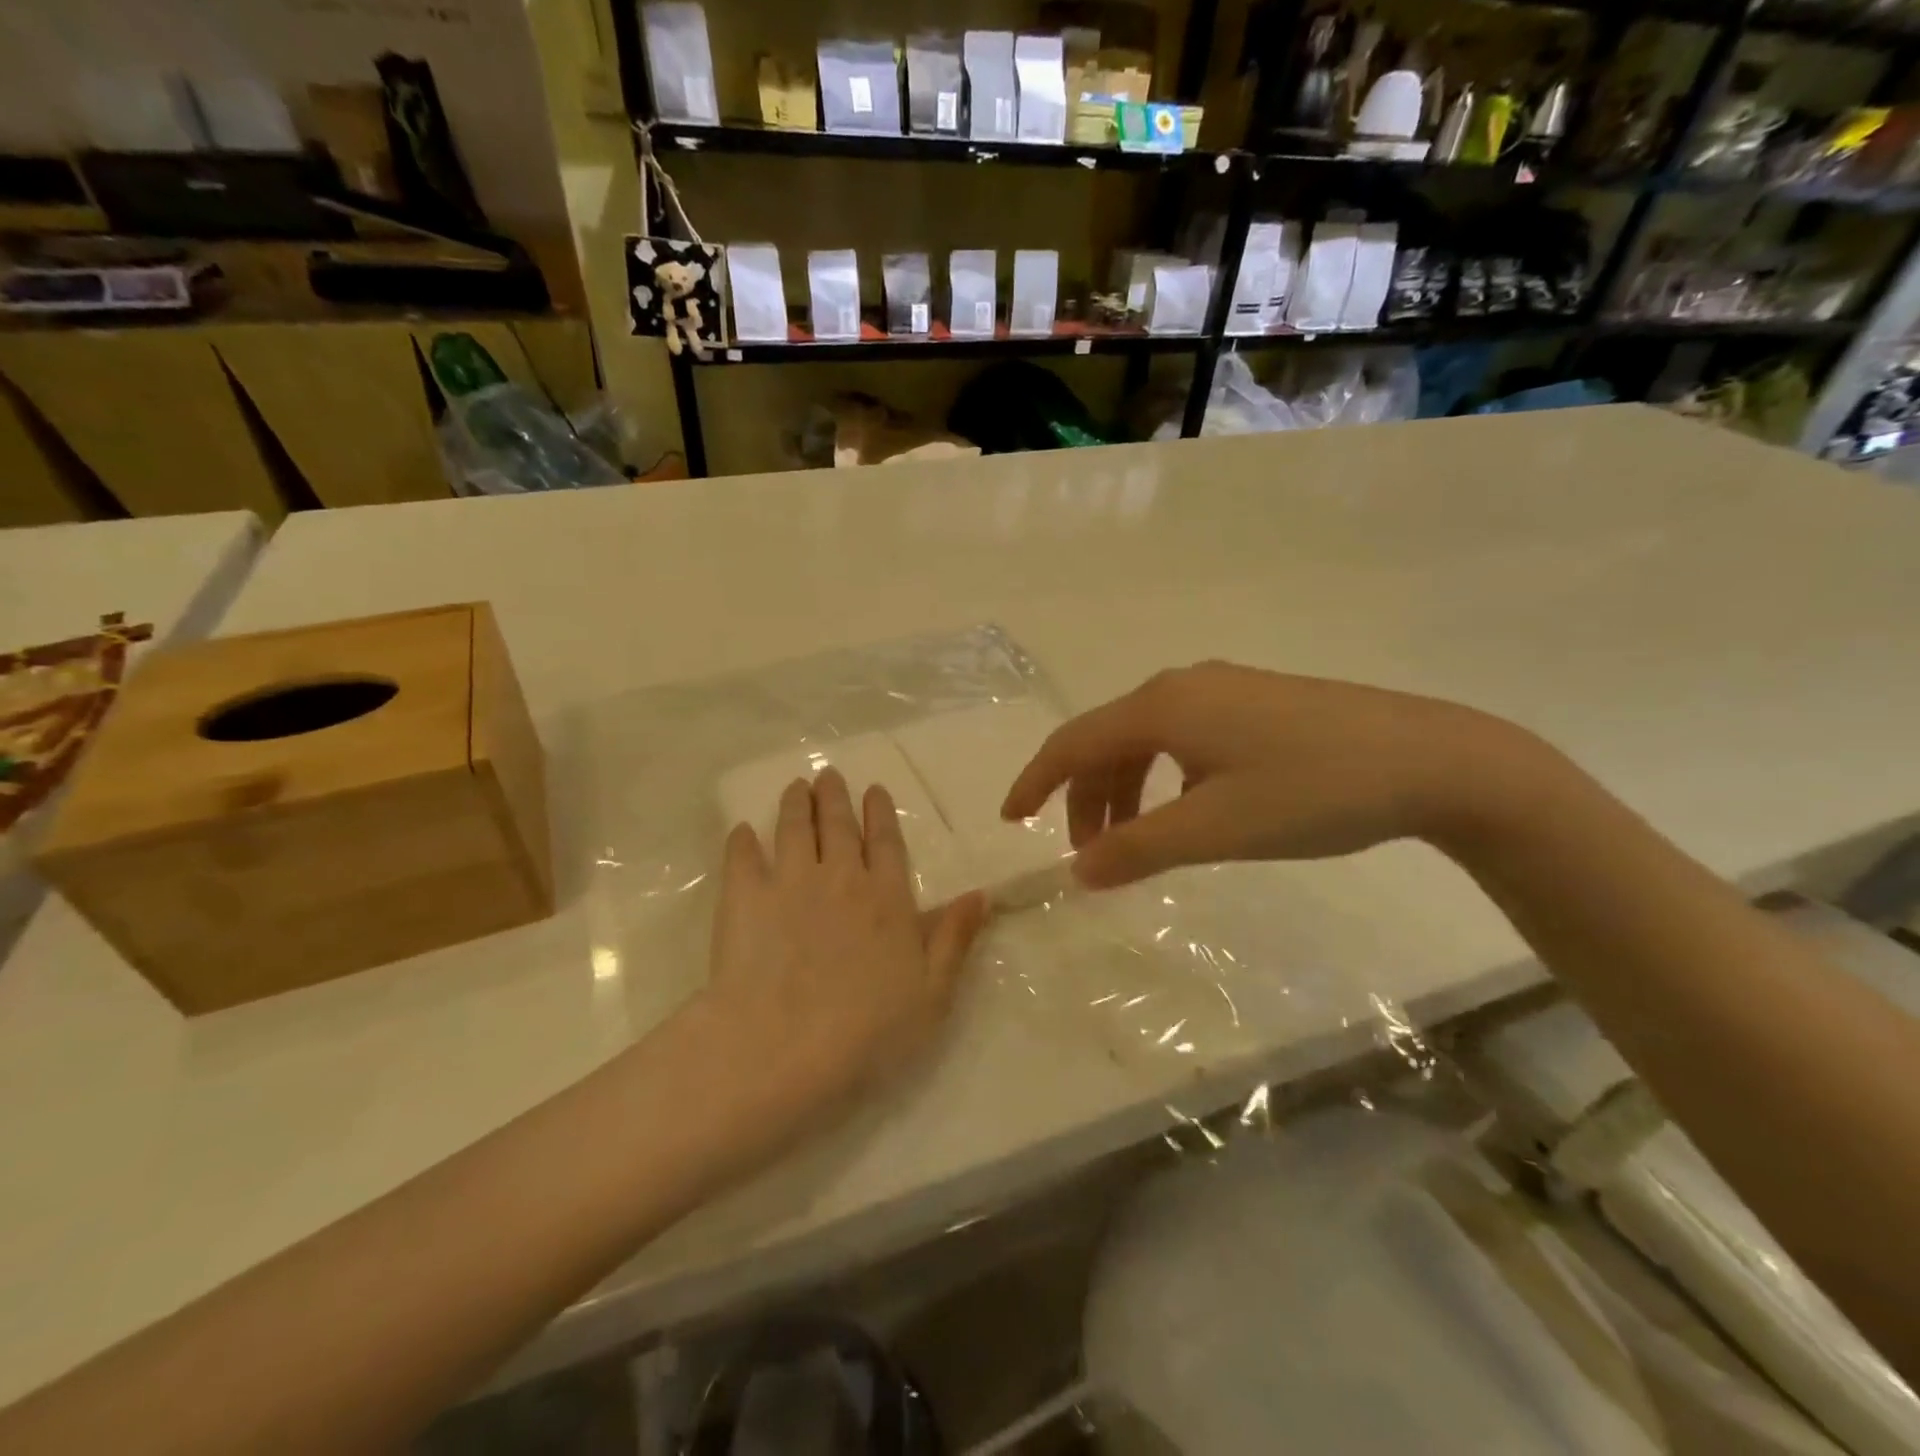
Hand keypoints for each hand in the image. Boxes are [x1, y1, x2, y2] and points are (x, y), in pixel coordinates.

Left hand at [702, 769, 988, 1115]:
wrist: (783, 1047)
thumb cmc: (867, 1031)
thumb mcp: (931, 994)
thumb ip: (954, 939)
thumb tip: (980, 894)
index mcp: (887, 899)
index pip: (887, 843)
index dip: (881, 814)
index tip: (874, 789)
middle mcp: (841, 878)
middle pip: (839, 826)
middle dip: (836, 796)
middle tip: (829, 774)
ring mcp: (789, 883)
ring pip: (795, 829)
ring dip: (797, 804)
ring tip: (796, 786)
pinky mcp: (744, 898)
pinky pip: (742, 858)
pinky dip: (742, 841)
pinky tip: (743, 831)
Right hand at [1001, 662, 1542, 887]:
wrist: (1431, 758)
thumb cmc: (1311, 792)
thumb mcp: (1215, 829)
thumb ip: (1137, 849)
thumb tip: (1078, 870)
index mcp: (1162, 707)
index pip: (1072, 742)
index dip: (1035, 782)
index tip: (1011, 820)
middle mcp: (1182, 686)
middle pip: (1107, 741)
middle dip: (1085, 798)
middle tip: (1088, 857)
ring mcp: (1223, 690)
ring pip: (1146, 741)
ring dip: (1125, 791)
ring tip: (1135, 844)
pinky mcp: (1255, 704)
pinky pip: (1182, 740)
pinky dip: (1163, 780)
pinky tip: (1186, 811)